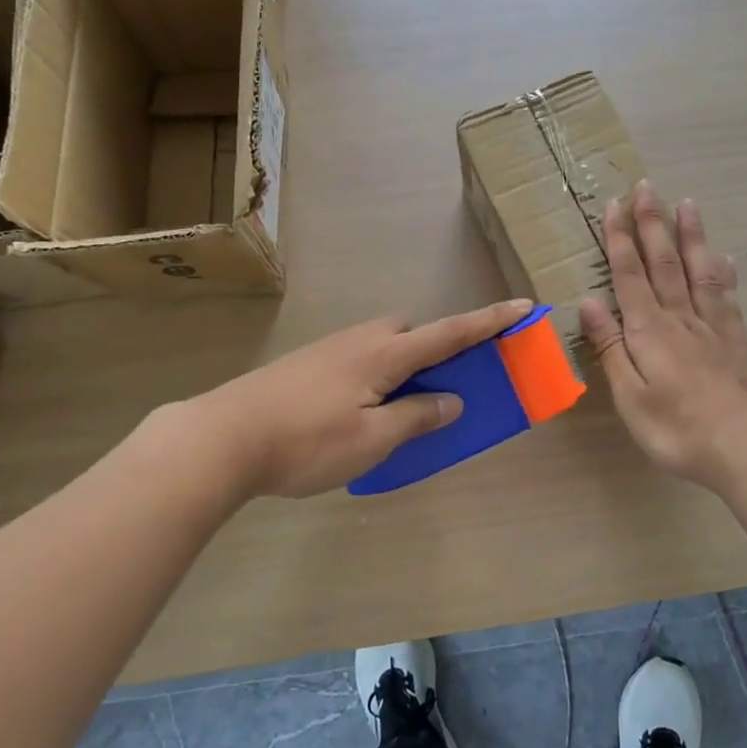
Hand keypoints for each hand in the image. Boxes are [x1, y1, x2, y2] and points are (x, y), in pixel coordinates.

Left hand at [195, 299, 535, 499]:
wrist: (222, 436)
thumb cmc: (306, 441)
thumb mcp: (372, 440)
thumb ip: (416, 417)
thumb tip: (451, 401)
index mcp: (384, 354)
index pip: (449, 333)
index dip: (489, 321)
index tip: (524, 306)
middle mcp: (360, 341)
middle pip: (411, 332)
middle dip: (434, 348)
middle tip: (437, 388)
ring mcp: (329, 349)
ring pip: (381, 346)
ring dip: (401, 366)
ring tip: (395, 409)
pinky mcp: (306, 364)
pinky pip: (358, 359)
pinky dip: (374, 376)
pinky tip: (355, 413)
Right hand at [580, 183, 746, 492]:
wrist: (743, 447)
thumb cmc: (676, 428)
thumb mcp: (629, 394)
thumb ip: (610, 346)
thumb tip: (588, 301)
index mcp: (649, 329)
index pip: (630, 274)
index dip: (620, 239)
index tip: (614, 205)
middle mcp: (680, 317)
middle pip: (664, 261)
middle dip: (652, 222)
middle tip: (647, 186)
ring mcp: (712, 326)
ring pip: (698, 269)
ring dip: (690, 235)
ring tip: (687, 204)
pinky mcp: (735, 340)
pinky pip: (727, 297)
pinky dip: (724, 273)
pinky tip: (725, 258)